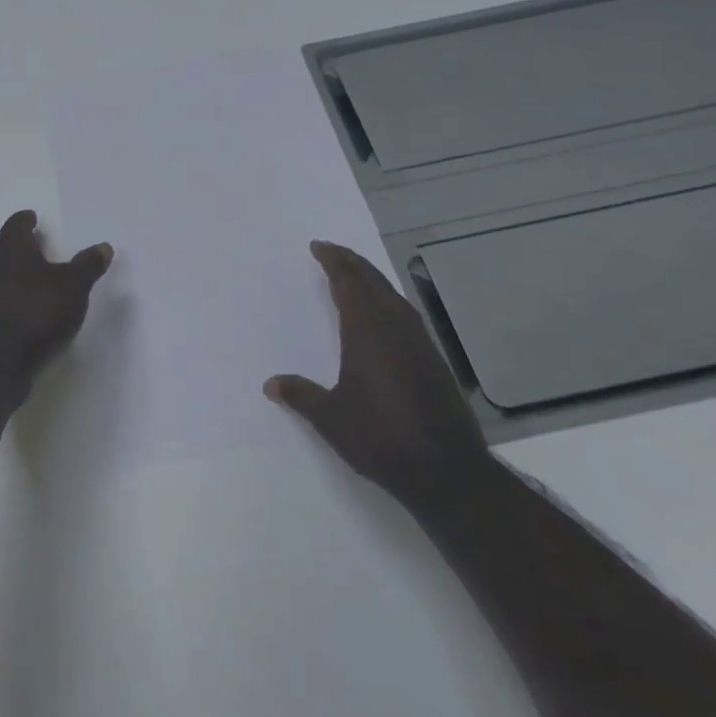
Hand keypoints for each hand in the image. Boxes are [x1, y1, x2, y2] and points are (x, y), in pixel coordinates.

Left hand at [0, 211, 112, 395]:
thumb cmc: (37, 312)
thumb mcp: (74, 287)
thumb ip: (87, 266)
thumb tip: (104, 247)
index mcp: (10, 249)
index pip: (15, 226)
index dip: (24, 221)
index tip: (30, 219)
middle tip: (14, 248)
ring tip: (14, 282)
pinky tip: (9, 310)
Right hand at [265, 241, 489, 508]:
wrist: (445, 469)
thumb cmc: (380, 437)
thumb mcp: (330, 418)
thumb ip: (300, 395)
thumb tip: (270, 384)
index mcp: (367, 331)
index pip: (349, 282)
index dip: (334, 261)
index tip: (319, 247)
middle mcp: (395, 327)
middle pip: (373, 281)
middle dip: (352, 262)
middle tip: (332, 252)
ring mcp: (419, 342)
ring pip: (393, 296)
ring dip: (372, 280)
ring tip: (355, 276)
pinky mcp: (433, 359)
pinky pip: (405, 314)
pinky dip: (388, 301)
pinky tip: (384, 315)